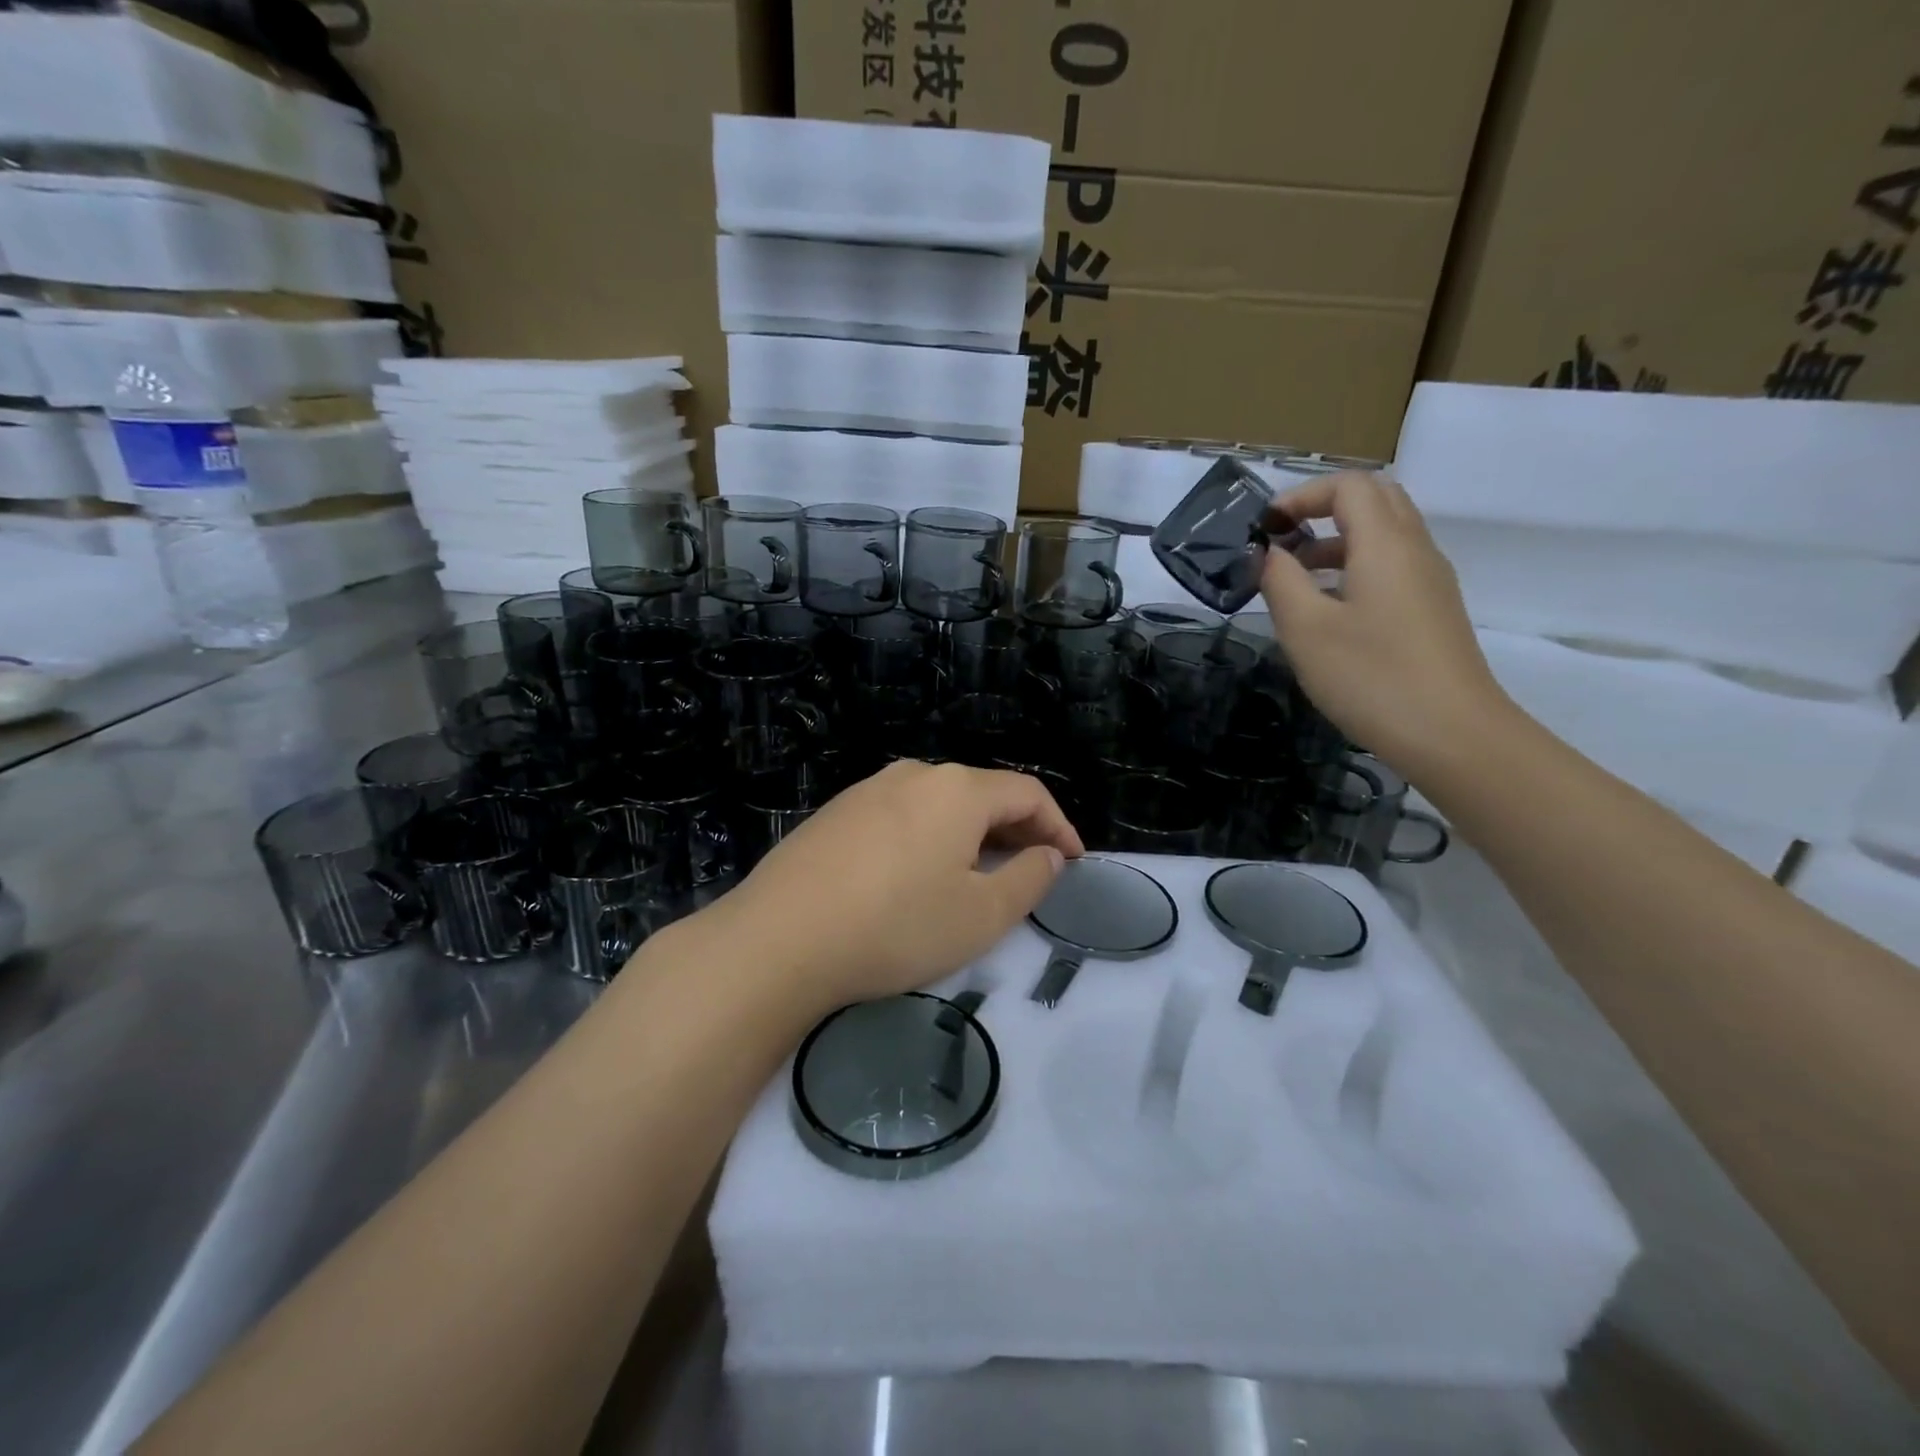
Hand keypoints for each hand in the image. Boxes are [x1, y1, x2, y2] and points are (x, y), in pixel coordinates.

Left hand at [716, 762, 1083, 1010]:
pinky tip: (918, 873)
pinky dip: (930, 837)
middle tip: (1033, 870)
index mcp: (958, 790)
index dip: (1059, 825)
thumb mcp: (981, 915)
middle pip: (982, 793)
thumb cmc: (896, 926)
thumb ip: (1029, 879)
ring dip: (971, 833)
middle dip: (1017, 829)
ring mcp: (868, 790)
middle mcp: (914, 775)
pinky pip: (901, 815)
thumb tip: (1048, 854)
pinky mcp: (836, 813)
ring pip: (939, 803)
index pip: (1027, 792)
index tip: (1073, 861)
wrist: (778, 939)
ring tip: (978, 873)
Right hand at [1262, 471, 1512, 777]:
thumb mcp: (1306, 629)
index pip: (1349, 486)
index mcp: (1385, 544)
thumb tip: (1268, 552)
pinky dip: (1354, 568)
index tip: (1264, 528)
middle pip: (1374, 500)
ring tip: (1294, 579)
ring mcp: (1430, 581)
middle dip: (1322, 509)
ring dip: (1336, 541)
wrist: (1453, 735)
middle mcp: (1415, 550)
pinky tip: (1327, 611)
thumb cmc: (1371, 677)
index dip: (1301, 495)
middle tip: (1282, 541)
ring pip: (1384, 535)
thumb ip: (1280, 580)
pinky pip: (1392, 567)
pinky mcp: (1433, 611)